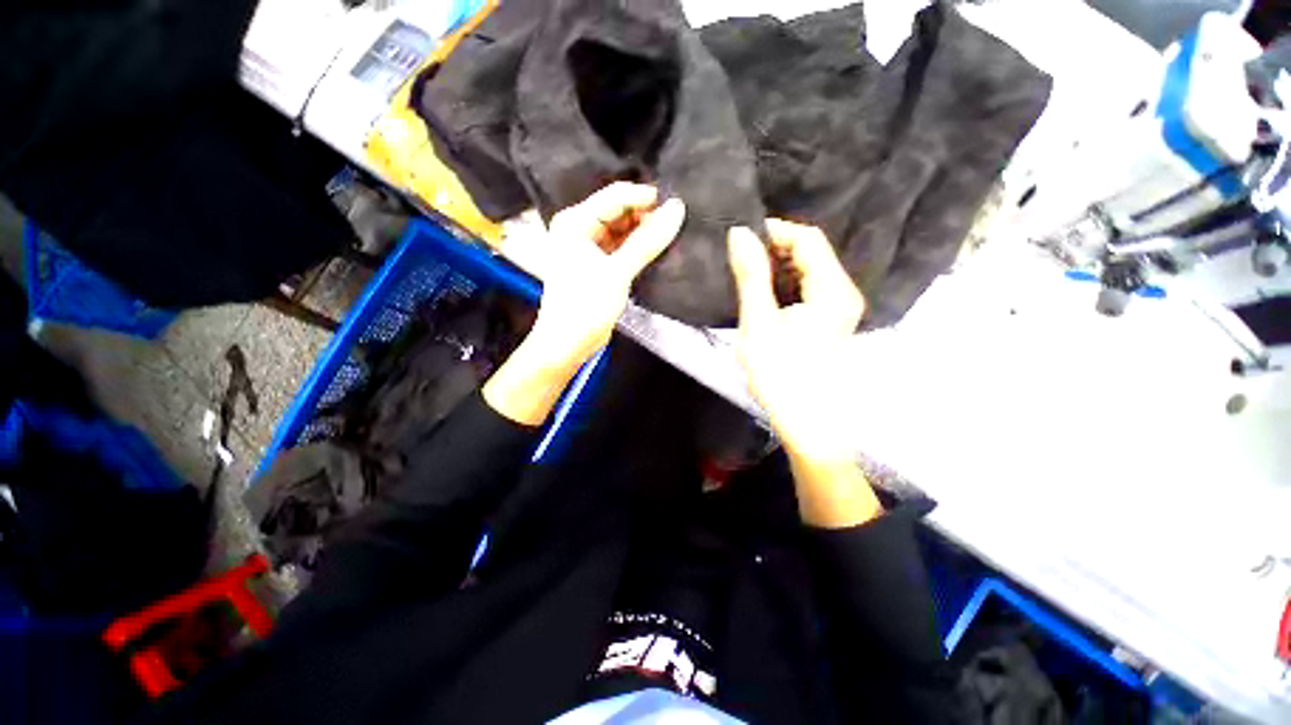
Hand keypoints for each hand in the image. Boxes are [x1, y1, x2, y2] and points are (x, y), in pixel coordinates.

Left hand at [484, 183, 685, 424]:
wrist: (568, 343)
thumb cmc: (585, 306)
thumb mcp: (618, 272)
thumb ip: (648, 241)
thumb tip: (676, 209)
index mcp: (575, 222)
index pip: (615, 196)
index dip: (645, 198)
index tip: (675, 205)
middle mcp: (579, 228)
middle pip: (619, 211)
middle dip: (646, 216)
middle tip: (675, 223)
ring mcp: (588, 247)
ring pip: (622, 230)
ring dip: (643, 232)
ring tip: (670, 235)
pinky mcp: (598, 264)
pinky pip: (621, 247)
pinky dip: (637, 248)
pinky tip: (657, 249)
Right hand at [727, 220, 879, 526]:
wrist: (806, 420)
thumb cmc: (780, 372)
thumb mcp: (759, 321)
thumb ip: (751, 275)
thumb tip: (739, 233)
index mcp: (832, 289)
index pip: (808, 239)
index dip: (776, 231)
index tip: (742, 236)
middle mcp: (843, 292)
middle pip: (812, 252)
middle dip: (776, 248)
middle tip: (741, 256)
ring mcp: (839, 308)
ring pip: (809, 270)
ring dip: (779, 266)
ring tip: (748, 272)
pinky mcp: (830, 321)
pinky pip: (809, 288)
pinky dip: (786, 283)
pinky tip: (764, 293)